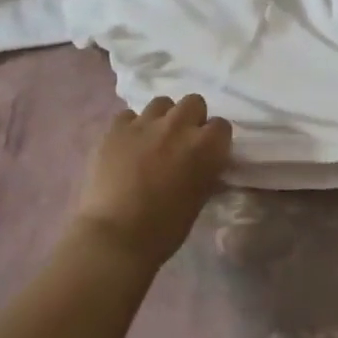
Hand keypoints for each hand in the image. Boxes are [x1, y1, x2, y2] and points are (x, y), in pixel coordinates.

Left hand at [73, 95, 232, 265]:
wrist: (116, 235)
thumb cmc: (164, 228)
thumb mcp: (198, 200)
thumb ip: (206, 173)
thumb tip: (206, 165)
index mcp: (205, 147)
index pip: (221, 126)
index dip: (214, 139)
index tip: (207, 153)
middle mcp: (179, 126)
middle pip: (193, 102)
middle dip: (191, 118)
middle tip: (181, 141)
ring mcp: (145, 123)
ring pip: (162, 103)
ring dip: (162, 118)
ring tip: (153, 140)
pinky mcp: (115, 128)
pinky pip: (129, 115)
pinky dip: (131, 127)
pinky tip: (126, 146)